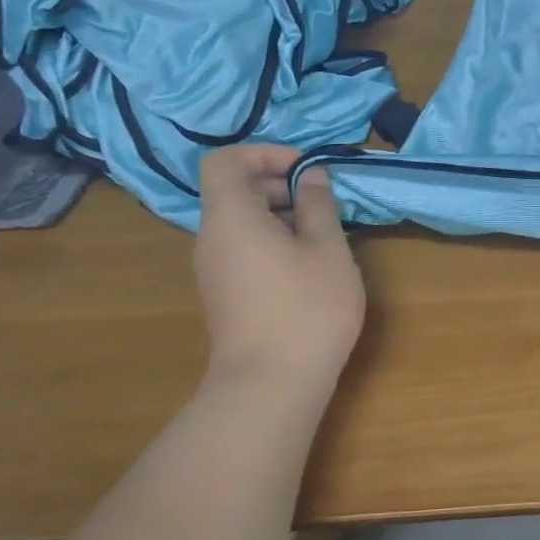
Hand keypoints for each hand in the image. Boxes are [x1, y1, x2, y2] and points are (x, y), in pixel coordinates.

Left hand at [194, 145, 365, 394]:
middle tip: (323, 203)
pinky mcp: (224, 295)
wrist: (270, 386)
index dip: (264, 153)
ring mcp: (213, 270)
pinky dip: (272, 241)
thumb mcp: (327, 248)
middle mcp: (212, 239)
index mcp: (231, 217)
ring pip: (241, 222)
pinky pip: (243, 248)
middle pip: (234, 191)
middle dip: (279, 184)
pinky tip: (308, 266)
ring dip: (281, 215)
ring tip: (323, 236)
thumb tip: (311, 176)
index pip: (225, 161)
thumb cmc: (306, 308)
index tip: (305, 169)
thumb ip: (318, 204)